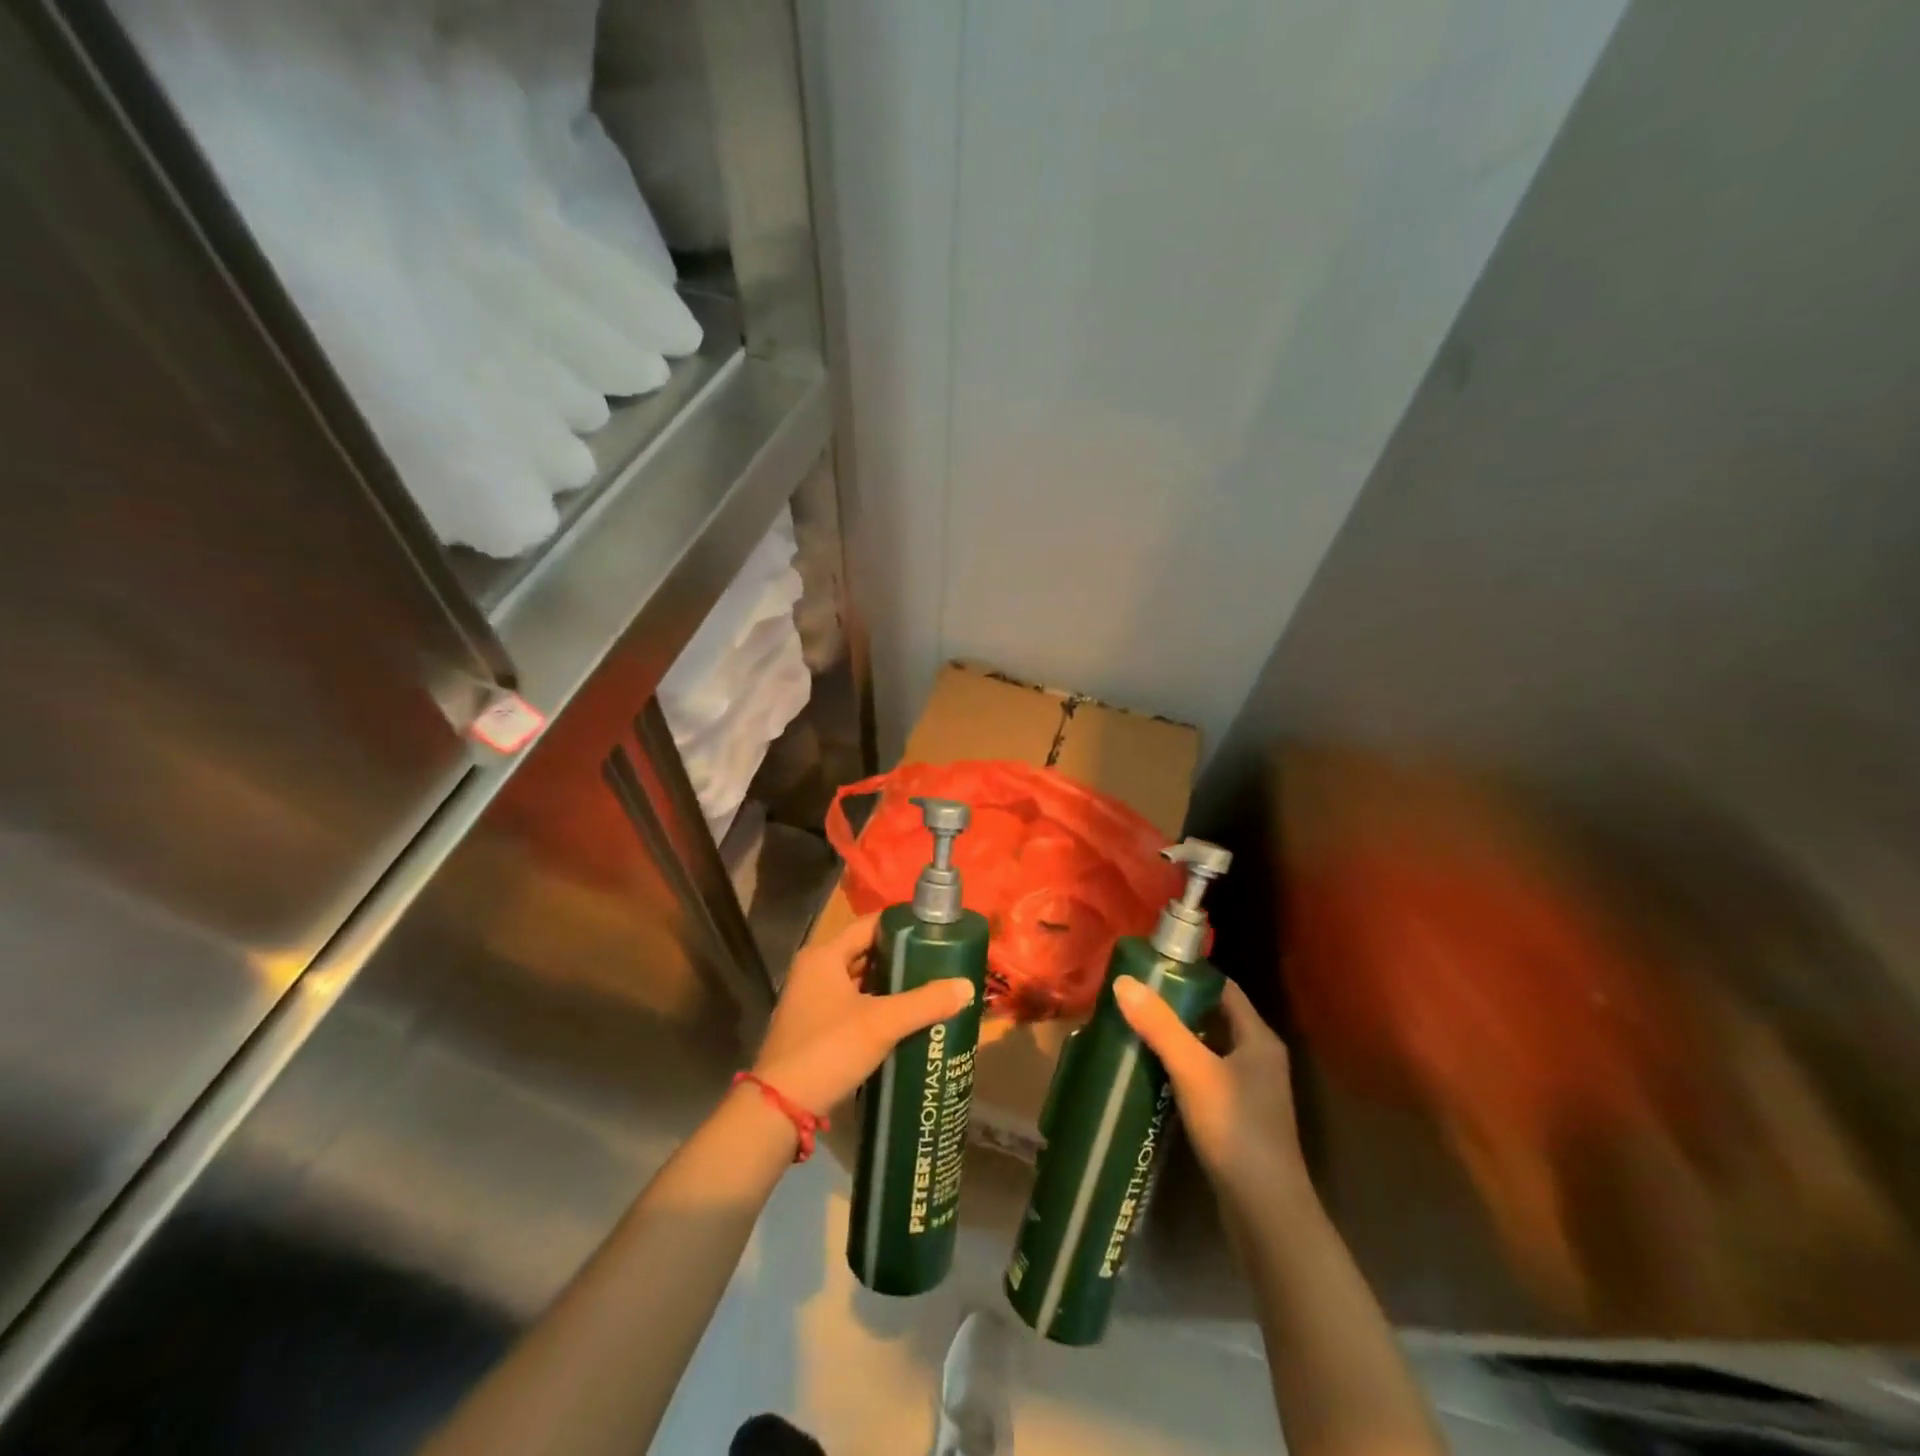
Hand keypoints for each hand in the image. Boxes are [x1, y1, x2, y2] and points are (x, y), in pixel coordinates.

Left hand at [751, 913, 974, 1115]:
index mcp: (824, 955)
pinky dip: (878, 1007)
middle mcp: (815, 970)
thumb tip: (967, 986)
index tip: (937, 932)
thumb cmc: (828, 1049)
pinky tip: (905, 1019)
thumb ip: (925, 1003)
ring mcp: (812, 1000)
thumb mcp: (882, 1023)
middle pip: (866, 952)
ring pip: (860, 981)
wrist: (780, 1108)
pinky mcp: (815, 1027)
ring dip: (891, 985)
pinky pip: (853, 1005)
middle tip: (940, 962)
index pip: (870, 924)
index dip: (903, 926)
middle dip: (902, 958)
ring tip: (930, 988)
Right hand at [1113, 978, 1308, 1212]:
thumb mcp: (1194, 1071)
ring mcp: (1250, 1092)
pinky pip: (1204, 1078)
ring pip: (1207, 1050)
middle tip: (1132, 1000)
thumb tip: (1122, 981)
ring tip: (1133, 1030)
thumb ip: (1160, 1026)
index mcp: (1258, 1038)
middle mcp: (1258, 1058)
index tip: (1149, 970)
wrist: (1266, 1213)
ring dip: (1174, 1040)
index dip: (1189, 976)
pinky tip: (1150, 1075)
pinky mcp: (1236, 1119)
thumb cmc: (1236, 1130)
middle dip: (1174, 1008)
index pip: (1223, 989)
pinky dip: (1179, 1070)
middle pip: (1213, 1018)